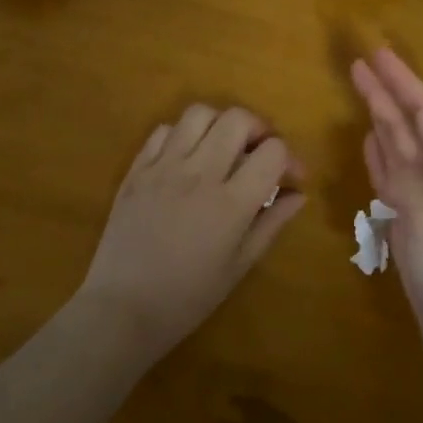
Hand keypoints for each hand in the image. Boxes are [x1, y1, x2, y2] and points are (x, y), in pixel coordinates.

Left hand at [78, 104, 304, 360]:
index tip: (289, 178)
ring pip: (199, 113)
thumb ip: (271, 224)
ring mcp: (164, 167)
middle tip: (257, 154)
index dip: (289, 158)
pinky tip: (186, 158)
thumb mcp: (239, 266)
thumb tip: (299, 194)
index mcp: (231, 203)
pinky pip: (163, 130)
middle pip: (237, 118)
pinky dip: (182, 135)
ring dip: (219, 124)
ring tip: (221, 148)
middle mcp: (199, 174)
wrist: (123, 309)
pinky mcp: (137, 169)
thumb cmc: (188, 297)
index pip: (273, 151)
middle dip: (258, 129)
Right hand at [351, 48, 422, 395]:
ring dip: (384, 126)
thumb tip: (385, 152)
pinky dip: (381, 166)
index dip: (401, 81)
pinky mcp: (418, 239)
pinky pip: (395, 189)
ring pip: (403, 156)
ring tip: (366, 100)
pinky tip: (372, 153)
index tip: (376, 54)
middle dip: (388, 96)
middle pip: (412, 130)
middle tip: (359, 67)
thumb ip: (406, 180)